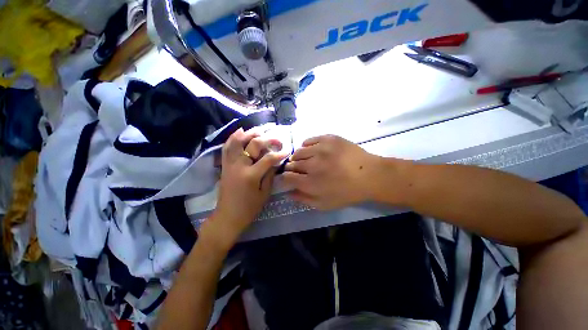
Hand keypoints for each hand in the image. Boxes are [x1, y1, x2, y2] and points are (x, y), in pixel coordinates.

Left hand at [204, 129, 287, 247]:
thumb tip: (275, 162)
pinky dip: (233, 138)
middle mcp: (239, 166)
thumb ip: (270, 175)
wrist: (228, 216)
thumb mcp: (264, 193)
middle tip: (277, 139)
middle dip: (267, 139)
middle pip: (253, 145)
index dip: (280, 153)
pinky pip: (227, 147)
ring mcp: (230, 164)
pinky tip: (239, 132)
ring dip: (249, 133)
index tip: (287, 150)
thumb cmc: (249, 208)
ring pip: (237, 141)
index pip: (268, 158)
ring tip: (259, 130)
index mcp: (251, 175)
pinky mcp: (225, 165)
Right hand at [282, 135, 386, 209]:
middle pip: (291, 163)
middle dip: (292, 168)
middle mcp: (312, 164)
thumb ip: (304, 199)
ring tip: (306, 160)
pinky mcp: (328, 138)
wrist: (370, 175)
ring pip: (299, 151)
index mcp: (310, 183)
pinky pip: (309, 140)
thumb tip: (288, 193)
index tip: (288, 178)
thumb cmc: (347, 192)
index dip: (284, 177)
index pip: (286, 177)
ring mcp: (320, 149)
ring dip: (299, 157)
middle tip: (299, 170)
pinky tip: (313, 151)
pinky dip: (307, 146)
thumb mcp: (325, 204)